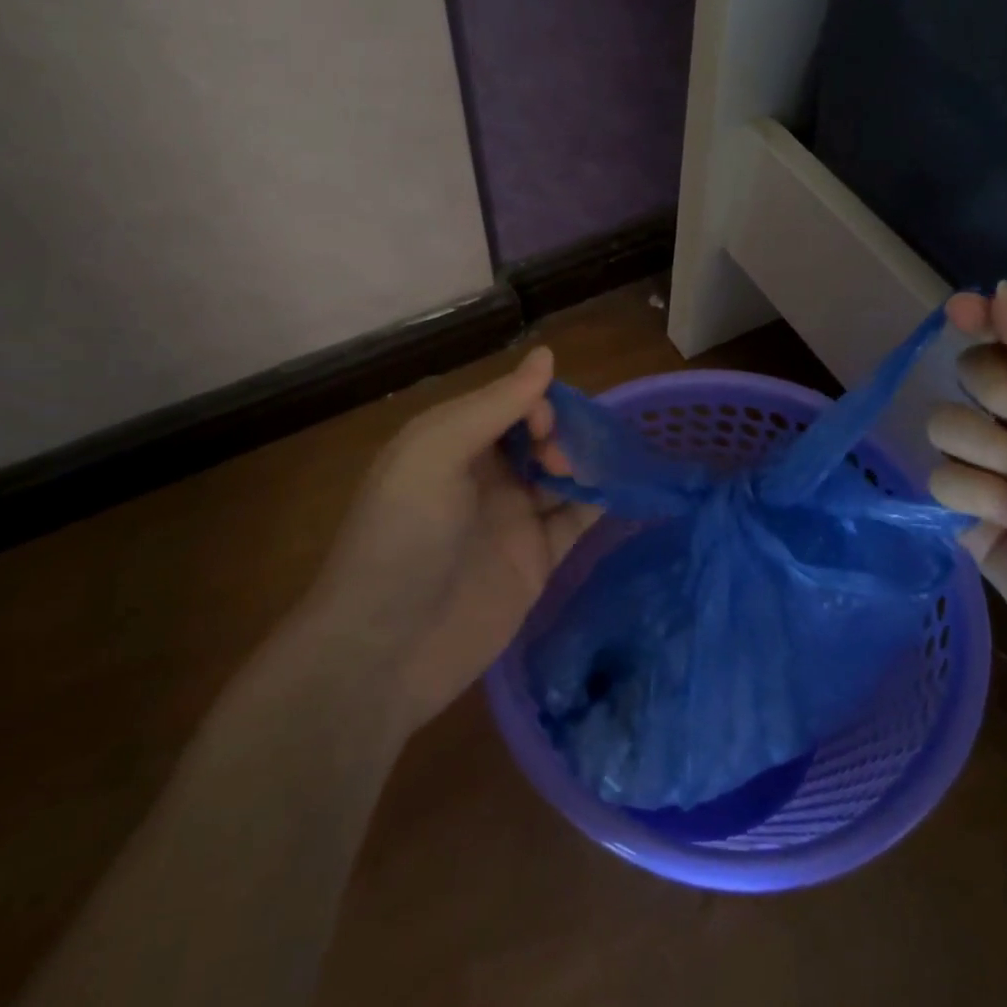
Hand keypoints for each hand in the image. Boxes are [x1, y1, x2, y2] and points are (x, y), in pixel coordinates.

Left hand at [290, 347, 596, 733]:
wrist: (385, 651)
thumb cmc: (402, 538)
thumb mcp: (436, 453)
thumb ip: (494, 405)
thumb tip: (548, 355)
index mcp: (451, 442)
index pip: (508, 402)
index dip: (535, 403)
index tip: (546, 429)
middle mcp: (483, 475)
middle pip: (538, 435)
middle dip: (563, 433)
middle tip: (566, 461)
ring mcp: (511, 519)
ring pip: (561, 474)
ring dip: (585, 463)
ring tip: (605, 469)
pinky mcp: (535, 561)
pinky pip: (575, 520)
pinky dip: (598, 502)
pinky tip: (620, 492)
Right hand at [925, 281, 1006, 690]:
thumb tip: (996, 289)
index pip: (1003, 340)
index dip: (980, 323)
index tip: (959, 312)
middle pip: (967, 376)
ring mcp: (991, 472)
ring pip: (944, 426)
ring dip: (998, 455)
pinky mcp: (965, 518)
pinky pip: (939, 479)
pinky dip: (984, 497)